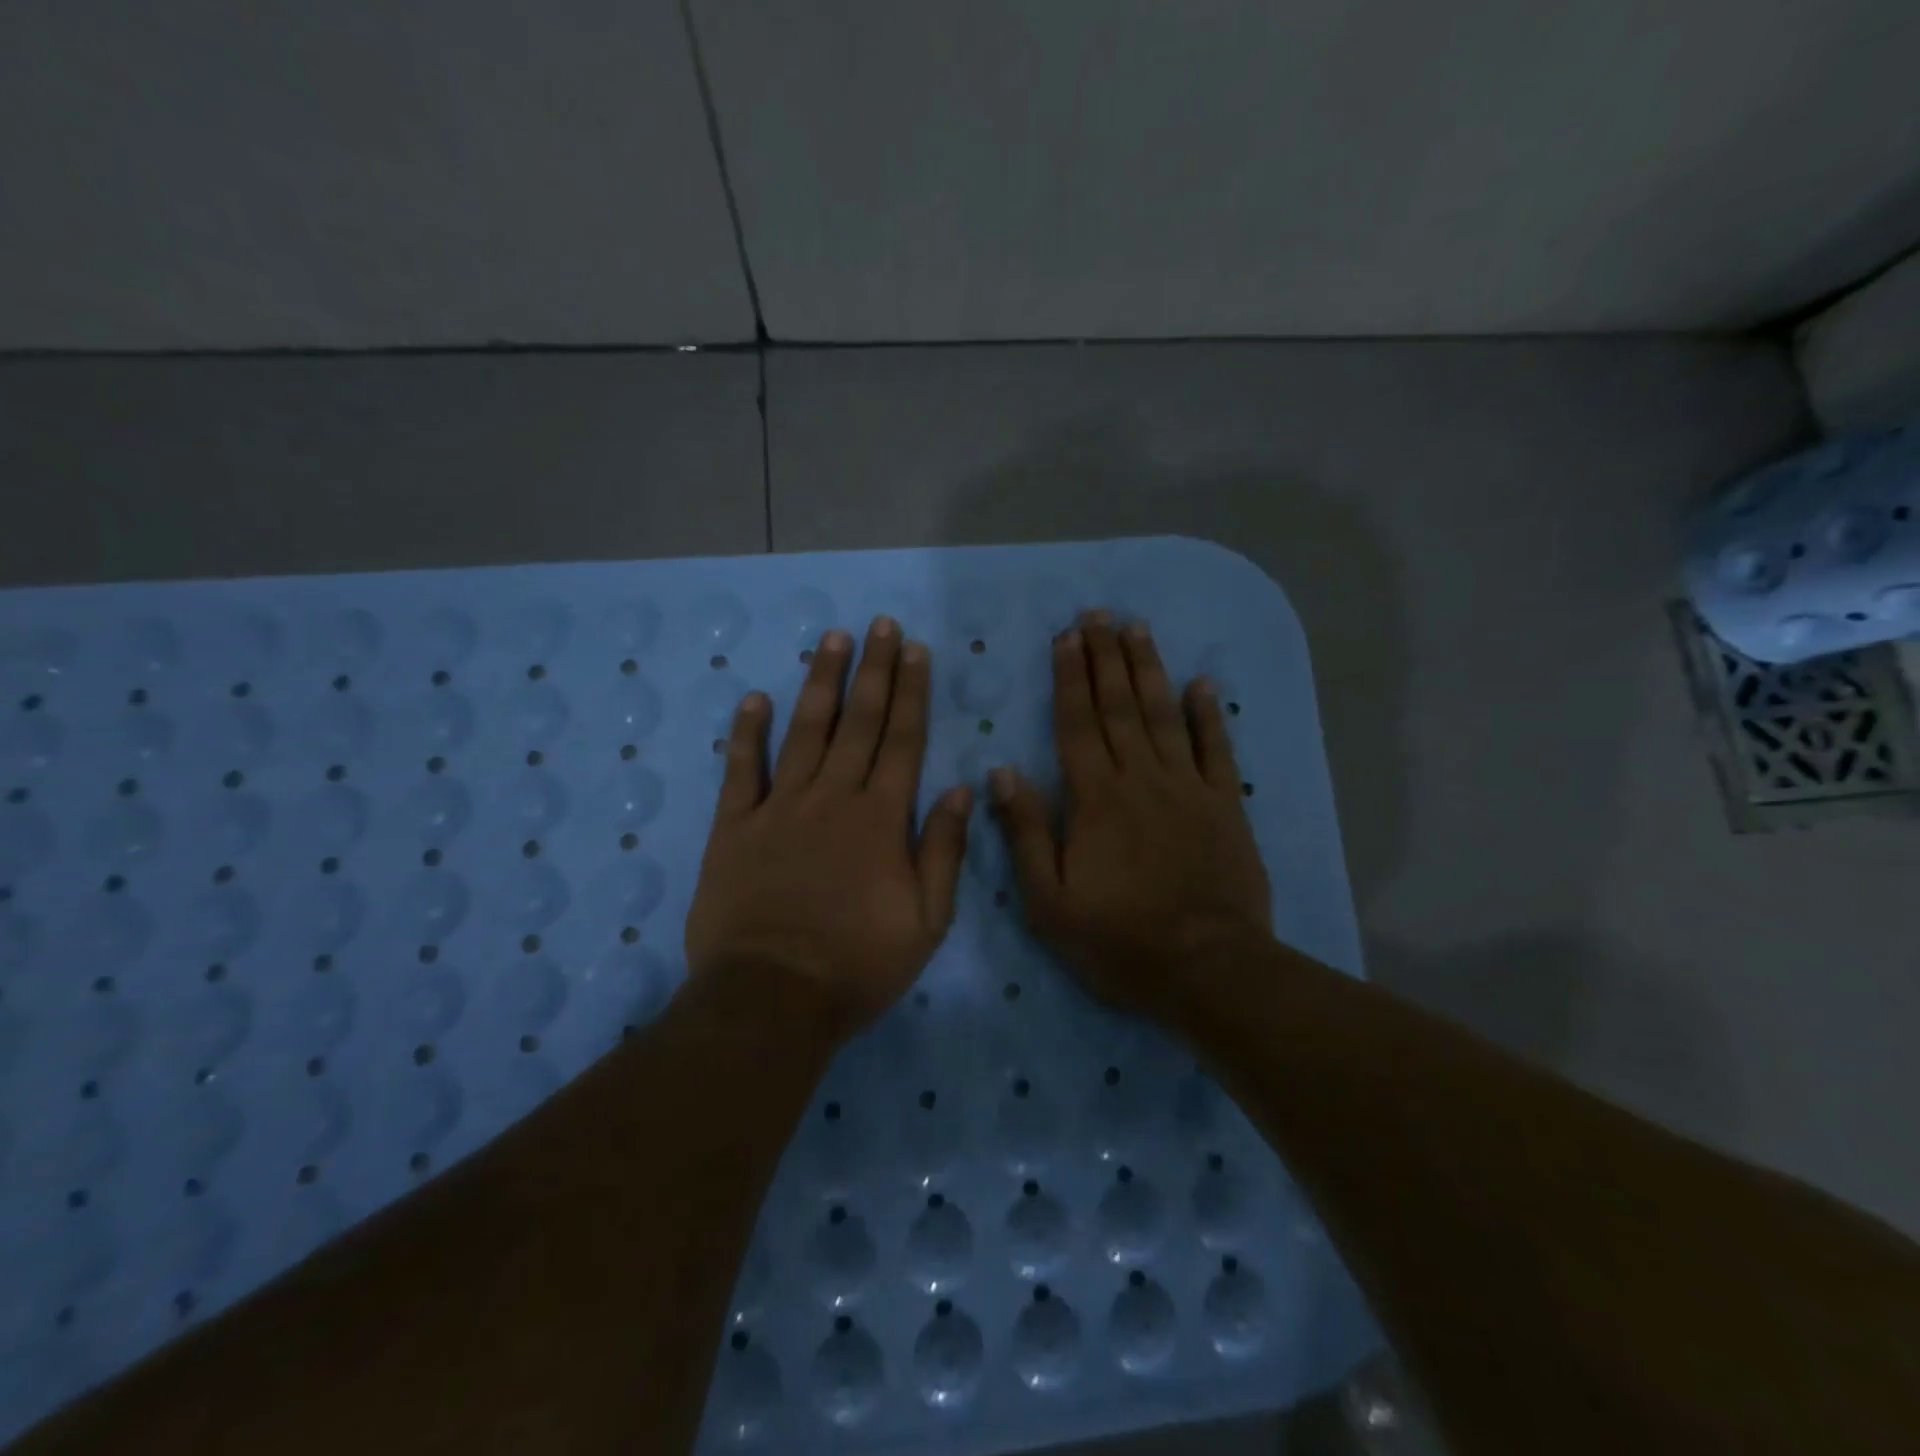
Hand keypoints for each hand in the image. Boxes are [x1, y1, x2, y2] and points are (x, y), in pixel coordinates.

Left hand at [685, 617, 972, 1035]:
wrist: (772, 998)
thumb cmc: (859, 965)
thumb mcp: (927, 920)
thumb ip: (944, 850)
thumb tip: (962, 789)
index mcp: (881, 819)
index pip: (902, 740)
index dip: (911, 692)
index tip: (915, 650)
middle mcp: (833, 798)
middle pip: (858, 722)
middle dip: (873, 670)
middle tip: (880, 625)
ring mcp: (780, 808)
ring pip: (804, 732)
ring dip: (820, 683)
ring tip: (832, 640)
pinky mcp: (734, 828)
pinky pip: (741, 770)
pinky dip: (746, 733)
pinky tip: (754, 698)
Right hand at [989, 612, 1270, 1020]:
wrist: (1207, 968)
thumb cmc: (1118, 939)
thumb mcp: (1049, 899)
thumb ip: (1026, 832)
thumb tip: (1002, 772)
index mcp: (1095, 799)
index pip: (1077, 724)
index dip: (1070, 678)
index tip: (1066, 637)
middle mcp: (1141, 779)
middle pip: (1119, 706)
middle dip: (1106, 657)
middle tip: (1098, 614)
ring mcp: (1188, 788)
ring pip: (1164, 715)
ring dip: (1149, 669)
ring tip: (1137, 628)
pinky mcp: (1225, 805)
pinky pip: (1216, 749)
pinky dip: (1208, 715)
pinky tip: (1202, 683)